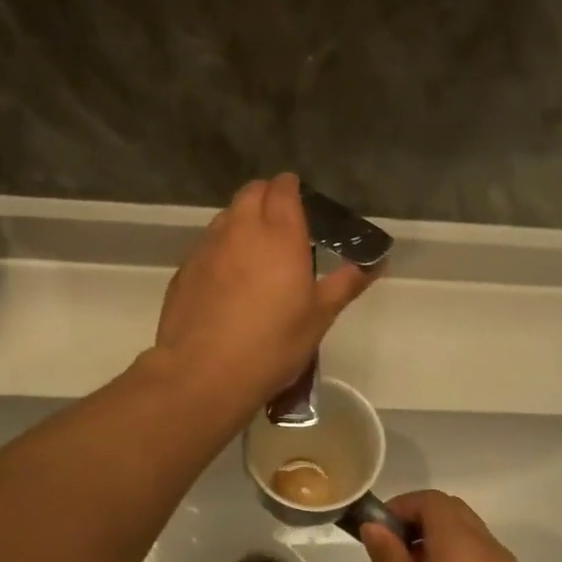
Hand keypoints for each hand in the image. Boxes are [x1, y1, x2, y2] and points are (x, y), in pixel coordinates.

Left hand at [151, 174, 374, 413]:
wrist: (203, 373)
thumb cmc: (272, 344)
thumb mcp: (320, 316)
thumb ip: (347, 282)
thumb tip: (377, 261)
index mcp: (279, 234)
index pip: (283, 188)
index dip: (292, 189)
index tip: (302, 203)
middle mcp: (240, 229)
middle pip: (251, 192)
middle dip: (267, 197)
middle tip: (283, 224)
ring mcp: (207, 247)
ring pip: (226, 216)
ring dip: (242, 220)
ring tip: (256, 252)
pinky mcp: (185, 269)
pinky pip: (207, 245)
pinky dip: (221, 248)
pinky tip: (228, 281)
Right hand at [361, 491, 528, 561]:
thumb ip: (389, 559)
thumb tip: (377, 527)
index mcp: (461, 547)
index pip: (433, 501)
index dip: (403, 506)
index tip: (379, 531)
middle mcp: (489, 549)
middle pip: (453, 511)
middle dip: (419, 518)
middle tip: (390, 548)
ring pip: (468, 530)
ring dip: (438, 535)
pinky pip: (479, 552)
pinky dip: (455, 553)